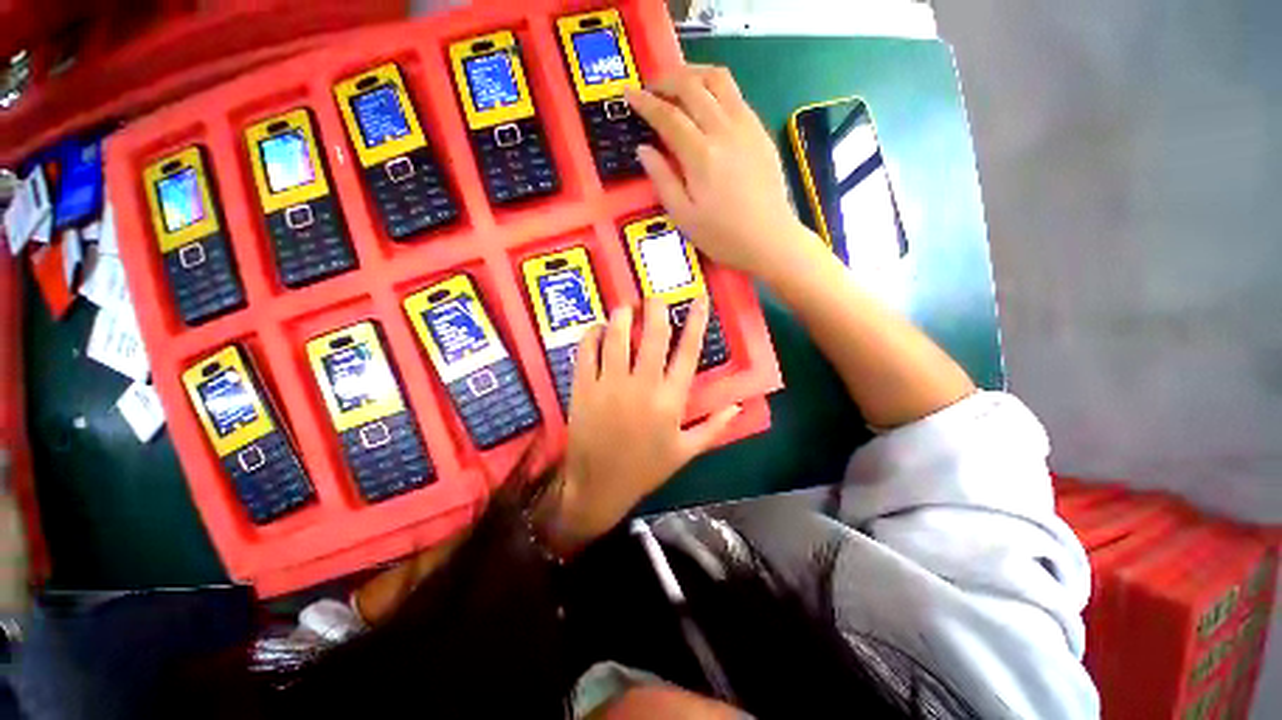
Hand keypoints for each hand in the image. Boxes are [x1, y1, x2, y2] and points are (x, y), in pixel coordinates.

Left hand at [542, 299, 740, 555]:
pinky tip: (599, 328)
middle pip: (652, 335)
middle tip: (655, 296)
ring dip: (622, 315)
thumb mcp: (685, 452)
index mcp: (670, 400)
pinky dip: (593, 334)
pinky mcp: (584, 387)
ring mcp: (610, 384)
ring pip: (617, 336)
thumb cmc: (645, 469)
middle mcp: (642, 385)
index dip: (696, 322)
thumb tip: (739, 405)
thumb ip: (714, 427)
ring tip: (627, 307)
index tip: (699, 299)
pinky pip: (587, 351)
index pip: (688, 351)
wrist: (599, 485)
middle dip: (656, 308)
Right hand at [625, 65, 821, 282]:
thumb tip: (643, 149)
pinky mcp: (760, 130)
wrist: (770, 239)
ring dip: (693, 74)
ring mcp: (746, 126)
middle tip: (650, 89)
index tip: (628, 95)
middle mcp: (723, 130)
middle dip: (665, 80)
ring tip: (678, 85)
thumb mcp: (684, 217)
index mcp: (700, 155)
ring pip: (718, 80)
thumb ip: (662, 179)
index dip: (644, 103)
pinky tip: (707, 104)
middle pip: (691, 86)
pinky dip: (715, 88)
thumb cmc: (723, 235)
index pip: (667, 115)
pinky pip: (735, 94)